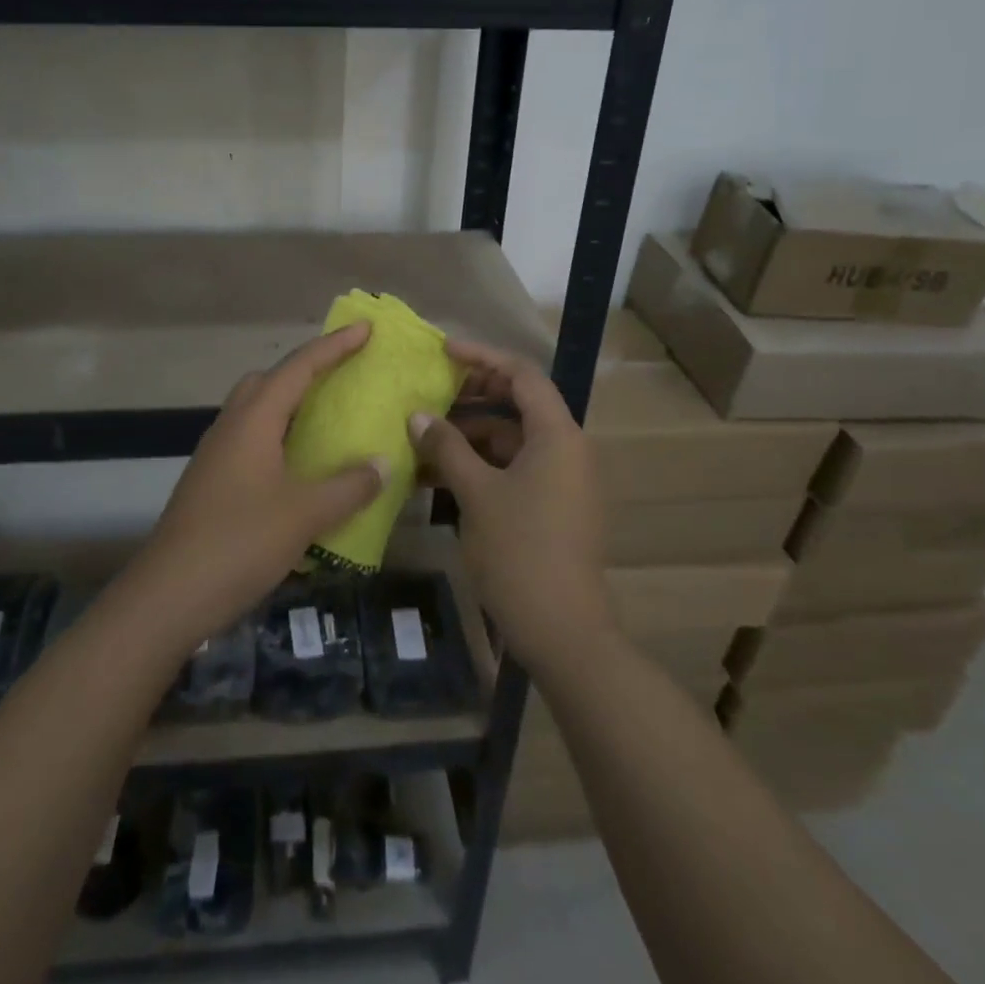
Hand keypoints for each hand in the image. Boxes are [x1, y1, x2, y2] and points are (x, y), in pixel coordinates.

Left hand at [121, 323, 387, 654]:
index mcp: (254, 420)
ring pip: (255, 411)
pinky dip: (278, 438)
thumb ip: (349, 486)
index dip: (334, 346)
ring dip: (288, 405)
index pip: (299, 367)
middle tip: (341, 377)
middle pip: (268, 380)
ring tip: (324, 420)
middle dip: (305, 370)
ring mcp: (216, 454)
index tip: (365, 329)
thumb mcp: (305, 514)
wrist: (168, 595)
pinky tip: (298, 468)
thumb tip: (382, 463)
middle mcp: (231, 426)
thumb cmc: (240, 542)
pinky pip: (250, 441)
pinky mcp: (210, 482)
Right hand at [409, 341, 614, 675]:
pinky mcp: (553, 506)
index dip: (482, 357)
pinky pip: (515, 469)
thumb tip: (418, 416)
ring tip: (423, 439)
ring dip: (470, 436)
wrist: (563, 630)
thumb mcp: (476, 492)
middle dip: (472, 396)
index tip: (442, 352)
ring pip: (512, 440)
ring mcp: (562, 480)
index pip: (522, 374)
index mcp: (558, 434)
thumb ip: (447, 446)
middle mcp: (567, 449)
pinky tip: (440, 475)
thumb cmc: (520, 550)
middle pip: (519, 404)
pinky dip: (481, 466)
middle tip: (428, 393)